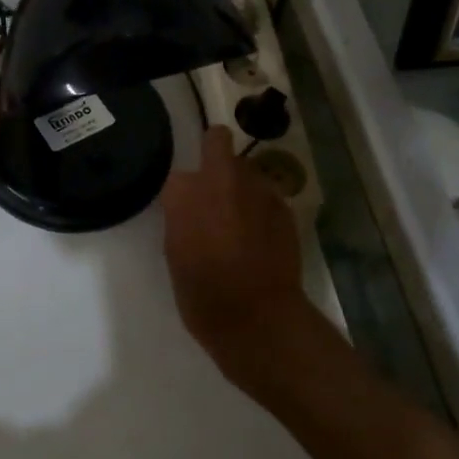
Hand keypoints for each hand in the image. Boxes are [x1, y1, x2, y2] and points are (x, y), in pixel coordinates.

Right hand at [162, 126, 313, 393]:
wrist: (256, 317)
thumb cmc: (202, 294)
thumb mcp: (174, 253)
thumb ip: (181, 217)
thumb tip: (190, 206)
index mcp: (185, 192)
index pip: (178, 175)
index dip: (182, 192)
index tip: (185, 209)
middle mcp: (222, 178)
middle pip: (218, 141)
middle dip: (215, 157)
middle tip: (214, 192)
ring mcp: (257, 188)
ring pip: (246, 168)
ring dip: (240, 184)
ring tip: (242, 219)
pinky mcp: (284, 205)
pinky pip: (267, 195)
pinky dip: (262, 208)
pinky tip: (262, 237)